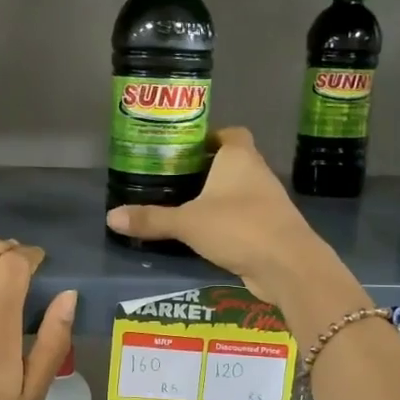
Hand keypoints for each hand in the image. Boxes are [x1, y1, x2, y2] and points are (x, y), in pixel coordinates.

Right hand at [105, 128, 330, 299]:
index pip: (229, 133)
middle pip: (232, 161)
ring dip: (217, 196)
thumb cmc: (238, 227)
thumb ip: (151, 219)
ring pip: (238, 190)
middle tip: (173, 177)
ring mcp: (267, 201)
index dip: (209, 137)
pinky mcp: (270, 228)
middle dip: (206, 168)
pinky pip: (243, 216)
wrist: (288, 265)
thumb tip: (111, 217)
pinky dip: (226, 221)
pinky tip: (203, 233)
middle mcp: (256, 173)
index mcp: (239, 157)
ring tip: (183, 205)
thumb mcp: (187, 223)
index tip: (184, 148)